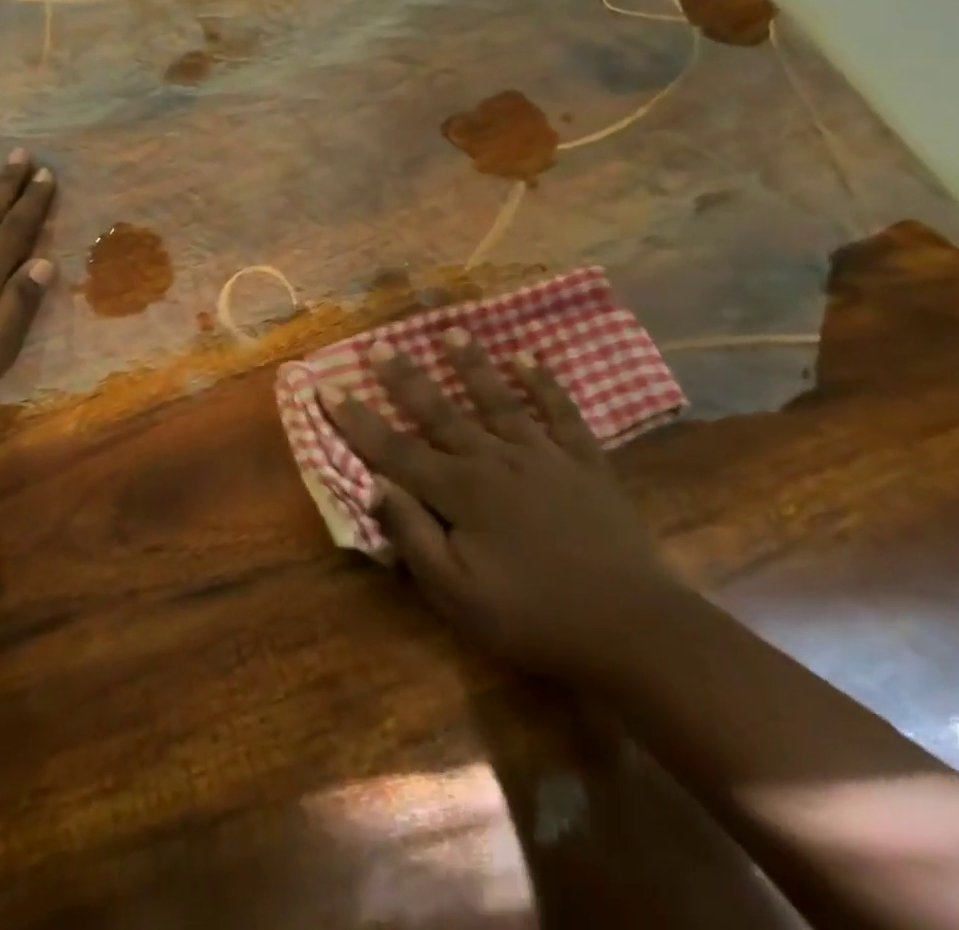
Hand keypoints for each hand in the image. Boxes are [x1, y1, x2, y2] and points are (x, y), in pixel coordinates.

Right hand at [322, 331, 694, 680]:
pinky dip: (545, 384)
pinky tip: (529, 358)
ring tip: (452, 331)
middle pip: (441, 412)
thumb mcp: (459, 595)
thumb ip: (414, 537)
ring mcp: (543, 455)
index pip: (395, 449)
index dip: (357, 419)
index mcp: (461, 493)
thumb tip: (374, 486)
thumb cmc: (534, 618)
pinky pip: (561, 412)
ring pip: (498, 400)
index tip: (327, 386)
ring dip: (472, 365)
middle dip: (405, 378)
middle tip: (380, 345)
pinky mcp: (585, 461)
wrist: (631, 627)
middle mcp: (495, 460)